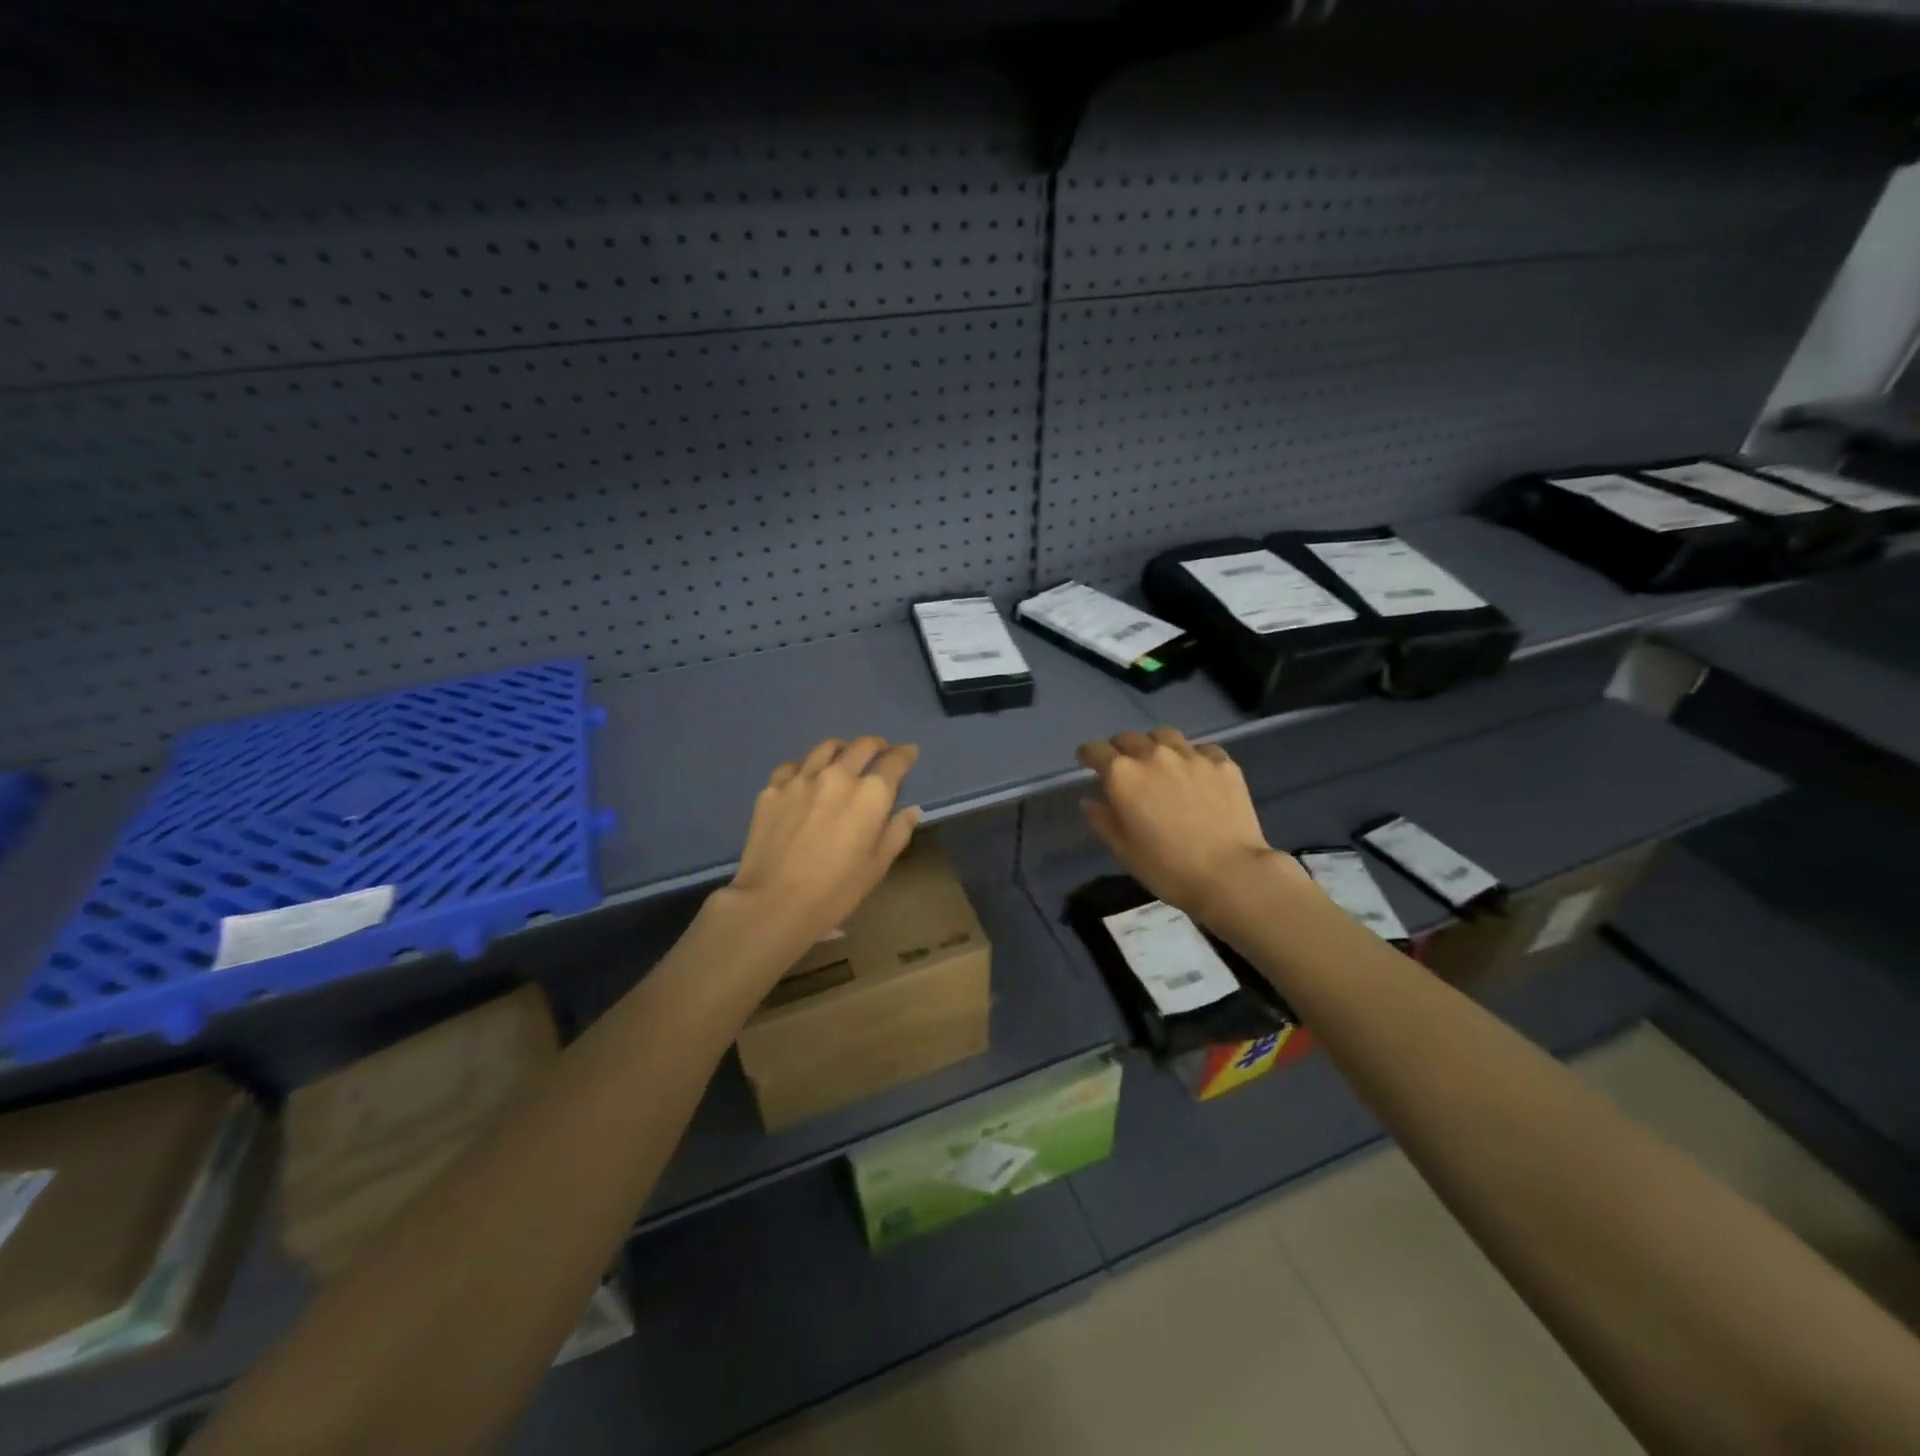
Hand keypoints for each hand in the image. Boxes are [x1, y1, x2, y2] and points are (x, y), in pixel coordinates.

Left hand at [726, 736, 921, 949]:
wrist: (774, 902)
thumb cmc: (835, 890)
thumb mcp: (877, 866)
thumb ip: (897, 832)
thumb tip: (911, 809)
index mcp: (870, 794)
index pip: (895, 761)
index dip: (905, 754)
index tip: (909, 753)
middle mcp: (838, 776)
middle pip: (862, 746)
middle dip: (876, 745)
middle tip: (880, 751)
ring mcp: (802, 779)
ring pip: (826, 748)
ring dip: (842, 749)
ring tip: (844, 757)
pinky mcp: (772, 788)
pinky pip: (794, 766)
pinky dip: (806, 766)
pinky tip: (805, 777)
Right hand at [1076, 728, 1306, 924]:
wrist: (1230, 874)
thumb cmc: (1167, 868)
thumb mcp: (1124, 850)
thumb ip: (1102, 819)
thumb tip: (1090, 800)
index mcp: (1123, 775)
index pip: (1095, 750)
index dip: (1087, 754)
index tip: (1086, 761)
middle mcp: (1154, 755)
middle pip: (1129, 738)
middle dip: (1119, 748)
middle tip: (1122, 765)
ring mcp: (1191, 756)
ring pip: (1165, 735)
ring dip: (1154, 744)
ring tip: (1159, 761)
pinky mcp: (1223, 763)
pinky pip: (1201, 749)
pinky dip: (1192, 757)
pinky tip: (1196, 773)